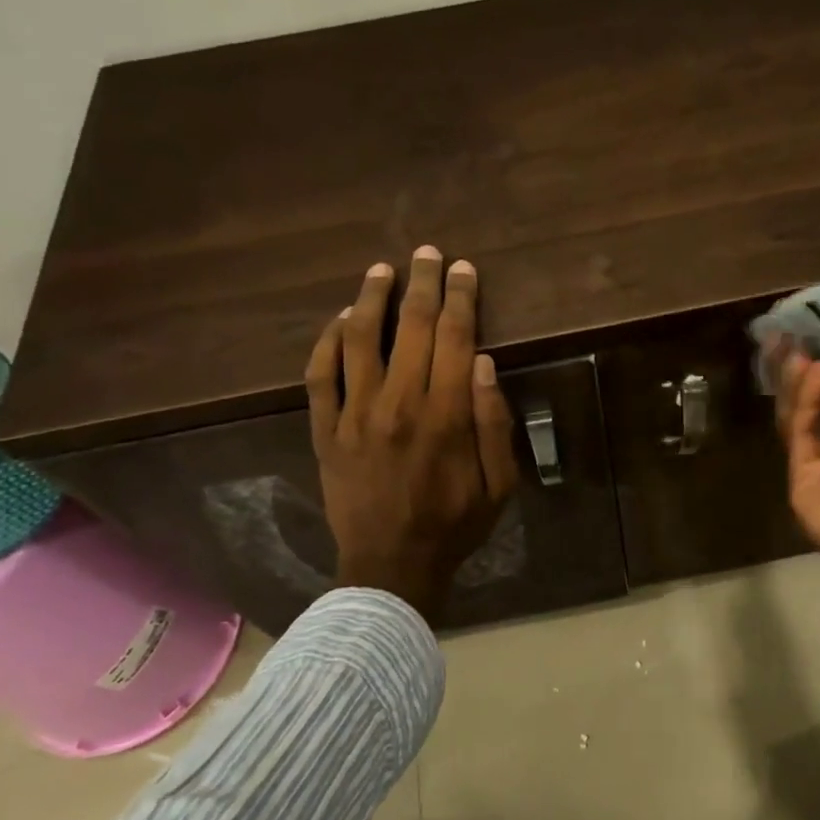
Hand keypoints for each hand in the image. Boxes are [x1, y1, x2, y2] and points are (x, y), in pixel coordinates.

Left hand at [305, 248, 519, 621]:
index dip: (461, 297)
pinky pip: (320, 374)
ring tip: (382, 271)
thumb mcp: (500, 485)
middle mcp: (398, 403)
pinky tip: (339, 320)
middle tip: (427, 254)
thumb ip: (494, 423)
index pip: (456, 338)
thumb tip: (483, 363)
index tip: (464, 269)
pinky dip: (327, 340)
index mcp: (445, 415)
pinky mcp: (325, 430)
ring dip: (372, 298)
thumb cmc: (454, 526)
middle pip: (412, 327)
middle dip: (423, 283)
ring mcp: (354, 414)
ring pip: (360, 338)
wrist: (390, 566)